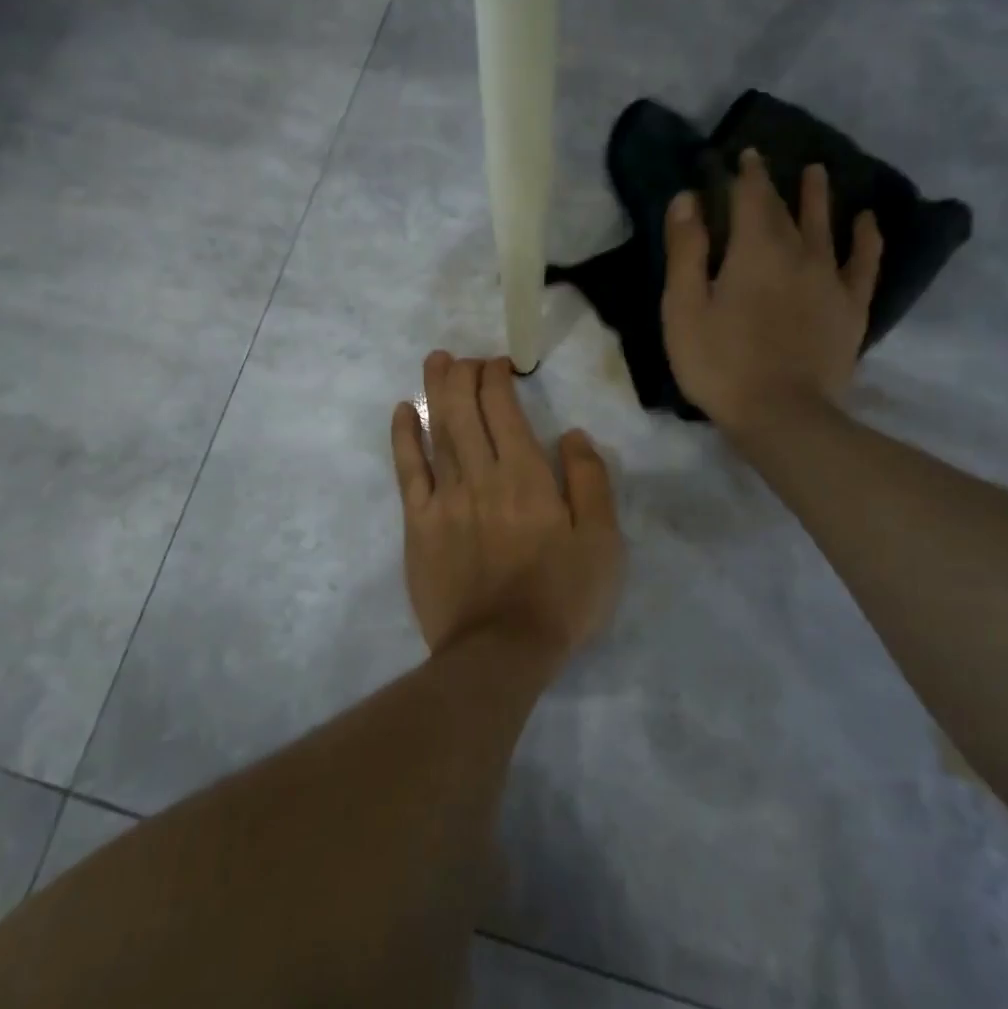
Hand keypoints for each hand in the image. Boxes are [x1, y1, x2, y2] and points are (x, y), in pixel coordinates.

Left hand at [390, 352, 622, 661]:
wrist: (501, 651)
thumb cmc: (561, 597)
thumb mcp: (602, 541)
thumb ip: (590, 481)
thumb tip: (572, 434)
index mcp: (527, 476)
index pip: (504, 409)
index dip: (497, 378)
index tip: (499, 365)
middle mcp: (481, 476)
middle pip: (464, 411)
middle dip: (462, 375)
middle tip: (463, 357)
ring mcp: (445, 500)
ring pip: (437, 431)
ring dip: (435, 391)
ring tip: (435, 362)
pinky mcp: (419, 525)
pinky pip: (408, 471)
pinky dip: (405, 437)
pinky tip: (405, 412)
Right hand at [661, 149, 881, 435]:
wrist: (781, 414)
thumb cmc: (720, 363)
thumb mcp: (684, 308)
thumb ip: (686, 250)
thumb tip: (688, 197)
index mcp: (754, 250)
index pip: (750, 197)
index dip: (744, 174)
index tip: (740, 155)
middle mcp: (798, 252)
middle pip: (786, 209)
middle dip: (772, 184)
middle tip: (766, 163)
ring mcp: (830, 279)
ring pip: (826, 226)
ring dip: (819, 197)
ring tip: (818, 172)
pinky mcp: (850, 308)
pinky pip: (864, 263)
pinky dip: (866, 238)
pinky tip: (866, 222)